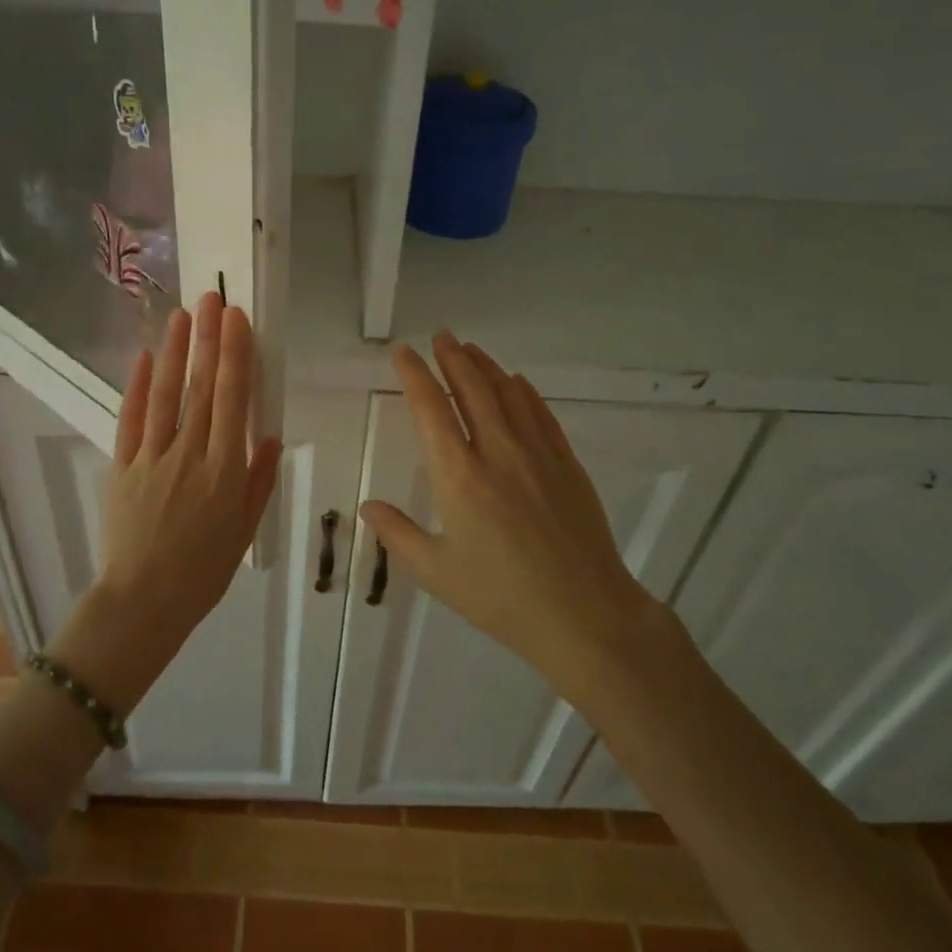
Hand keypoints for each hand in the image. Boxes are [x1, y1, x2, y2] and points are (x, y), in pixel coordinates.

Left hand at [48, 294, 282, 713]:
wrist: (144, 602)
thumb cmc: (203, 572)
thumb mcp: (244, 531)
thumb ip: (258, 481)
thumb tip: (269, 437)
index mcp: (225, 470)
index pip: (233, 400)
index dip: (236, 355)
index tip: (237, 320)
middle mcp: (190, 454)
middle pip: (202, 387)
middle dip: (208, 339)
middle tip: (211, 298)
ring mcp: (153, 458)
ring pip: (166, 394)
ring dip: (175, 351)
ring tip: (182, 315)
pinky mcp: (123, 466)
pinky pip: (132, 420)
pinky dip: (138, 388)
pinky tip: (145, 358)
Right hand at [358, 334, 663, 709]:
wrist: (583, 614)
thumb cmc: (501, 596)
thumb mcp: (436, 572)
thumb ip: (398, 534)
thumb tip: (368, 505)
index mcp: (458, 476)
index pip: (430, 410)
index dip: (415, 376)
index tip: (404, 353)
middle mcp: (497, 452)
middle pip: (472, 389)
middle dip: (452, 358)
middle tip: (440, 337)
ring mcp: (537, 454)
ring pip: (508, 394)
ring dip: (486, 367)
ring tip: (471, 349)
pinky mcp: (566, 464)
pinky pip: (541, 414)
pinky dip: (524, 392)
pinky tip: (517, 383)